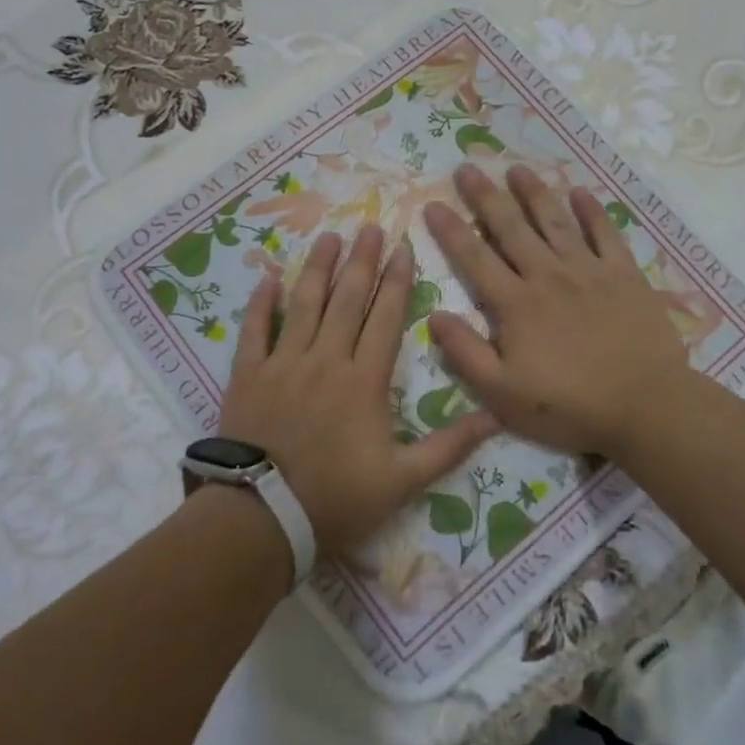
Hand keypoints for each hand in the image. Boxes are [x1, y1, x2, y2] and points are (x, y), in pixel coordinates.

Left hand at [219, 224, 499, 555]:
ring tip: (329, 238)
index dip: (397, 281)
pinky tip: (269, 277)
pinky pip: (255, 330)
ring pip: (304, 305)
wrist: (263, 517)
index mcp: (365, 380)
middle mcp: (326, 360)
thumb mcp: (403, 481)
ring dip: (318, 269)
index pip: (385, 318)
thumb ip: (449, 446)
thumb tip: (495, 417)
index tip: (402, 248)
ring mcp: (284, 363)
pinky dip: (262, 303)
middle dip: (361, 261)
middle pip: (347, 300)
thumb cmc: (336, 498)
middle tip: (370, 227)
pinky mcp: (249, 375)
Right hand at [422, 164, 691, 457]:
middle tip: (467, 168)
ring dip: (533, 192)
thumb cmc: (570, 405)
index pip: (475, 258)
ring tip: (516, 168)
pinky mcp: (624, 274)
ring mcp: (589, 270)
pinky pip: (605, 233)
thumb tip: (434, 315)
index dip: (451, 230)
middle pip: (511, 227)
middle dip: (486, 196)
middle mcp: (548, 276)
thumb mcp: (504, 393)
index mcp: (516, 304)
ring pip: (555, 221)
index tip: (433, 203)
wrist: (647, 405)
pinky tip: (580, 192)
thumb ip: (466, 353)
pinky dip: (592, 211)